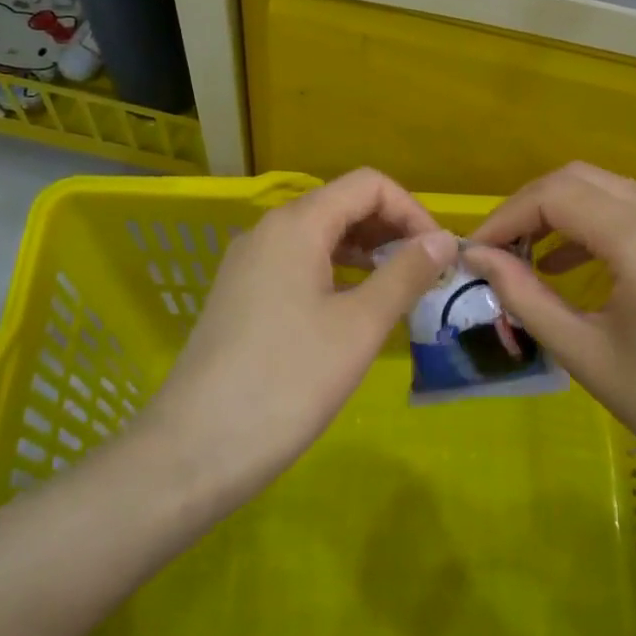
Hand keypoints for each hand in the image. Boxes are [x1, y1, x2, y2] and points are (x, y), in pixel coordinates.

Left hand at [138, 168, 457, 505]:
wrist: (193, 450)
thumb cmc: (287, 381)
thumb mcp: (359, 327)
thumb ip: (404, 274)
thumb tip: (443, 239)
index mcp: (296, 224)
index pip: (367, 185)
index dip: (411, 210)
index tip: (438, 255)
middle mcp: (268, 231)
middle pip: (342, 205)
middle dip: (391, 230)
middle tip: (425, 274)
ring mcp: (249, 264)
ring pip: (319, 237)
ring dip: (365, 253)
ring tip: (399, 292)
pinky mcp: (240, 295)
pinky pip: (298, 265)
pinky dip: (336, 274)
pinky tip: (354, 311)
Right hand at [464, 163, 635, 511]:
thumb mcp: (587, 356)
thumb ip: (525, 297)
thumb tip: (477, 257)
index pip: (558, 196)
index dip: (507, 216)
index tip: (476, 252)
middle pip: (583, 179)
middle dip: (531, 207)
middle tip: (498, 250)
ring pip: (612, 190)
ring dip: (564, 212)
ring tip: (527, 257)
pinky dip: (598, 225)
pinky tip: (574, 265)